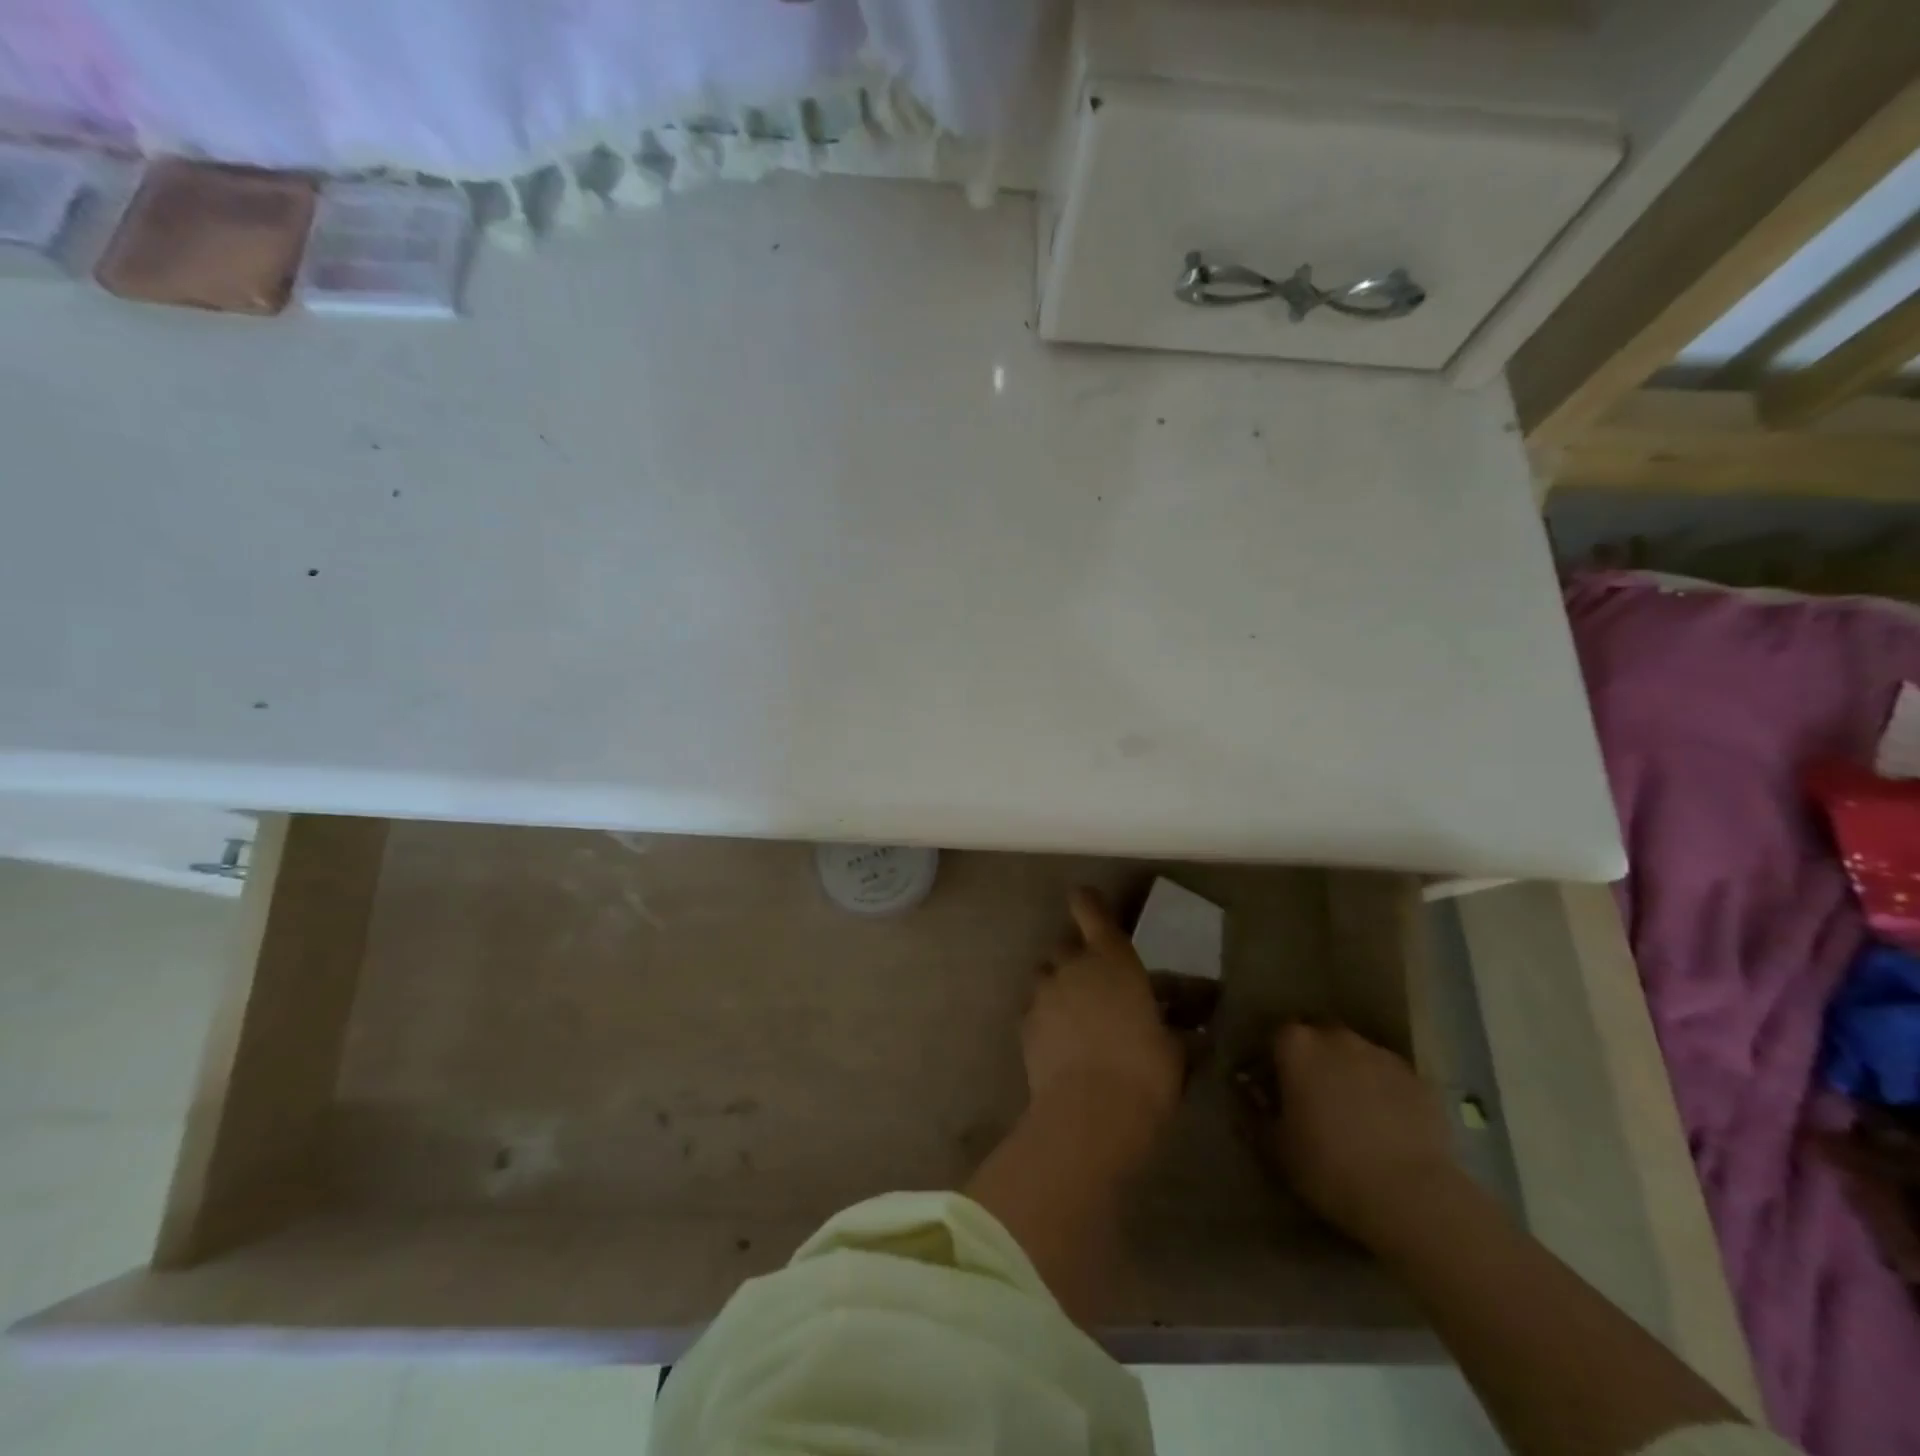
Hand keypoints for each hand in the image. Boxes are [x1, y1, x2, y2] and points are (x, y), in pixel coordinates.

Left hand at [1024, 888, 1183, 1136]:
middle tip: (1094, 978)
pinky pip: (1034, 1007)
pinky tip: (1060, 1040)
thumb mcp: (1175, 1051)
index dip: (1087, 902)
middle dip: (1076, 954)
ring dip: (1058, 983)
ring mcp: (1043, 992)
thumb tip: (1192, 1032)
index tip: (1087, 902)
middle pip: (1065, 942)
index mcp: (1112, 958)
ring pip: (1045, 973)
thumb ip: (1177, 1031)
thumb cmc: (1144, 1073)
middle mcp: (1072, 965)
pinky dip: (1045, 1015)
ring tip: (1075, 1012)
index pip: (1090, 909)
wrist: (1089, 1113)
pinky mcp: (1024, 1023)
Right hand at [1269, 1023, 1457, 1250]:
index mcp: (1296, 1045)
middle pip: (1316, 1039)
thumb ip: (1254, 1112)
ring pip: (1355, 1056)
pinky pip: (1389, 1079)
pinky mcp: (1418, 1080)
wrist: (1412, 1197)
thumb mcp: (1274, 1147)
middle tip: (1309, 1099)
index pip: (1273, 1038)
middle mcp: (1337, 1037)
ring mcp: (1382, 1055)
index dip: (1268, 1063)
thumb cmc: (1328, 1167)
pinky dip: (1382, 1093)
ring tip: (1350, 1114)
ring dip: (1347, 1074)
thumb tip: (1248, 1093)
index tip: (1269, 1090)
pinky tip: (1385, 1127)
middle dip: (1310, 1062)